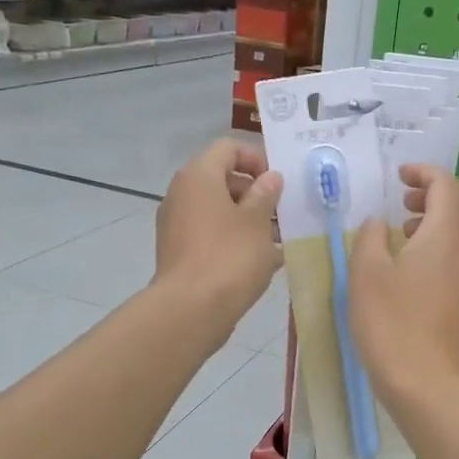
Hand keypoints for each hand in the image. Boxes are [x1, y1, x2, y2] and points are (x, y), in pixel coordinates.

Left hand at [154, 138, 281, 345]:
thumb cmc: (229, 257)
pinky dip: (234, 240)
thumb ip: (266, 194)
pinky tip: (261, 262)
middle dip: (256, 194)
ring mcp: (177, 225)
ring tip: (278, 241)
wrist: (190, 310)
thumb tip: (270, 178)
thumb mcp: (257, 222)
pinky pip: (211, 235)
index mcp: (199, 176)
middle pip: (223, 180)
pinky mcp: (180, 252)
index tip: (279, 184)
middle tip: (282, 214)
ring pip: (218, 210)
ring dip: (248, 220)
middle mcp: (182, 194)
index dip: (257, 159)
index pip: (228, 148)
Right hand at [348, 164, 458, 405]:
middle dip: (436, 194)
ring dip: (439, 220)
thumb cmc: (392, 323)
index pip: (445, 184)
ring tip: (402, 233)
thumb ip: (370, 237)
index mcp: (445, 233)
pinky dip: (442, 244)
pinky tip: (412, 267)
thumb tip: (378, 222)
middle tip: (403, 203)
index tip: (399, 176)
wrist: (427, 381)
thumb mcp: (366, 273)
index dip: (423, 172)